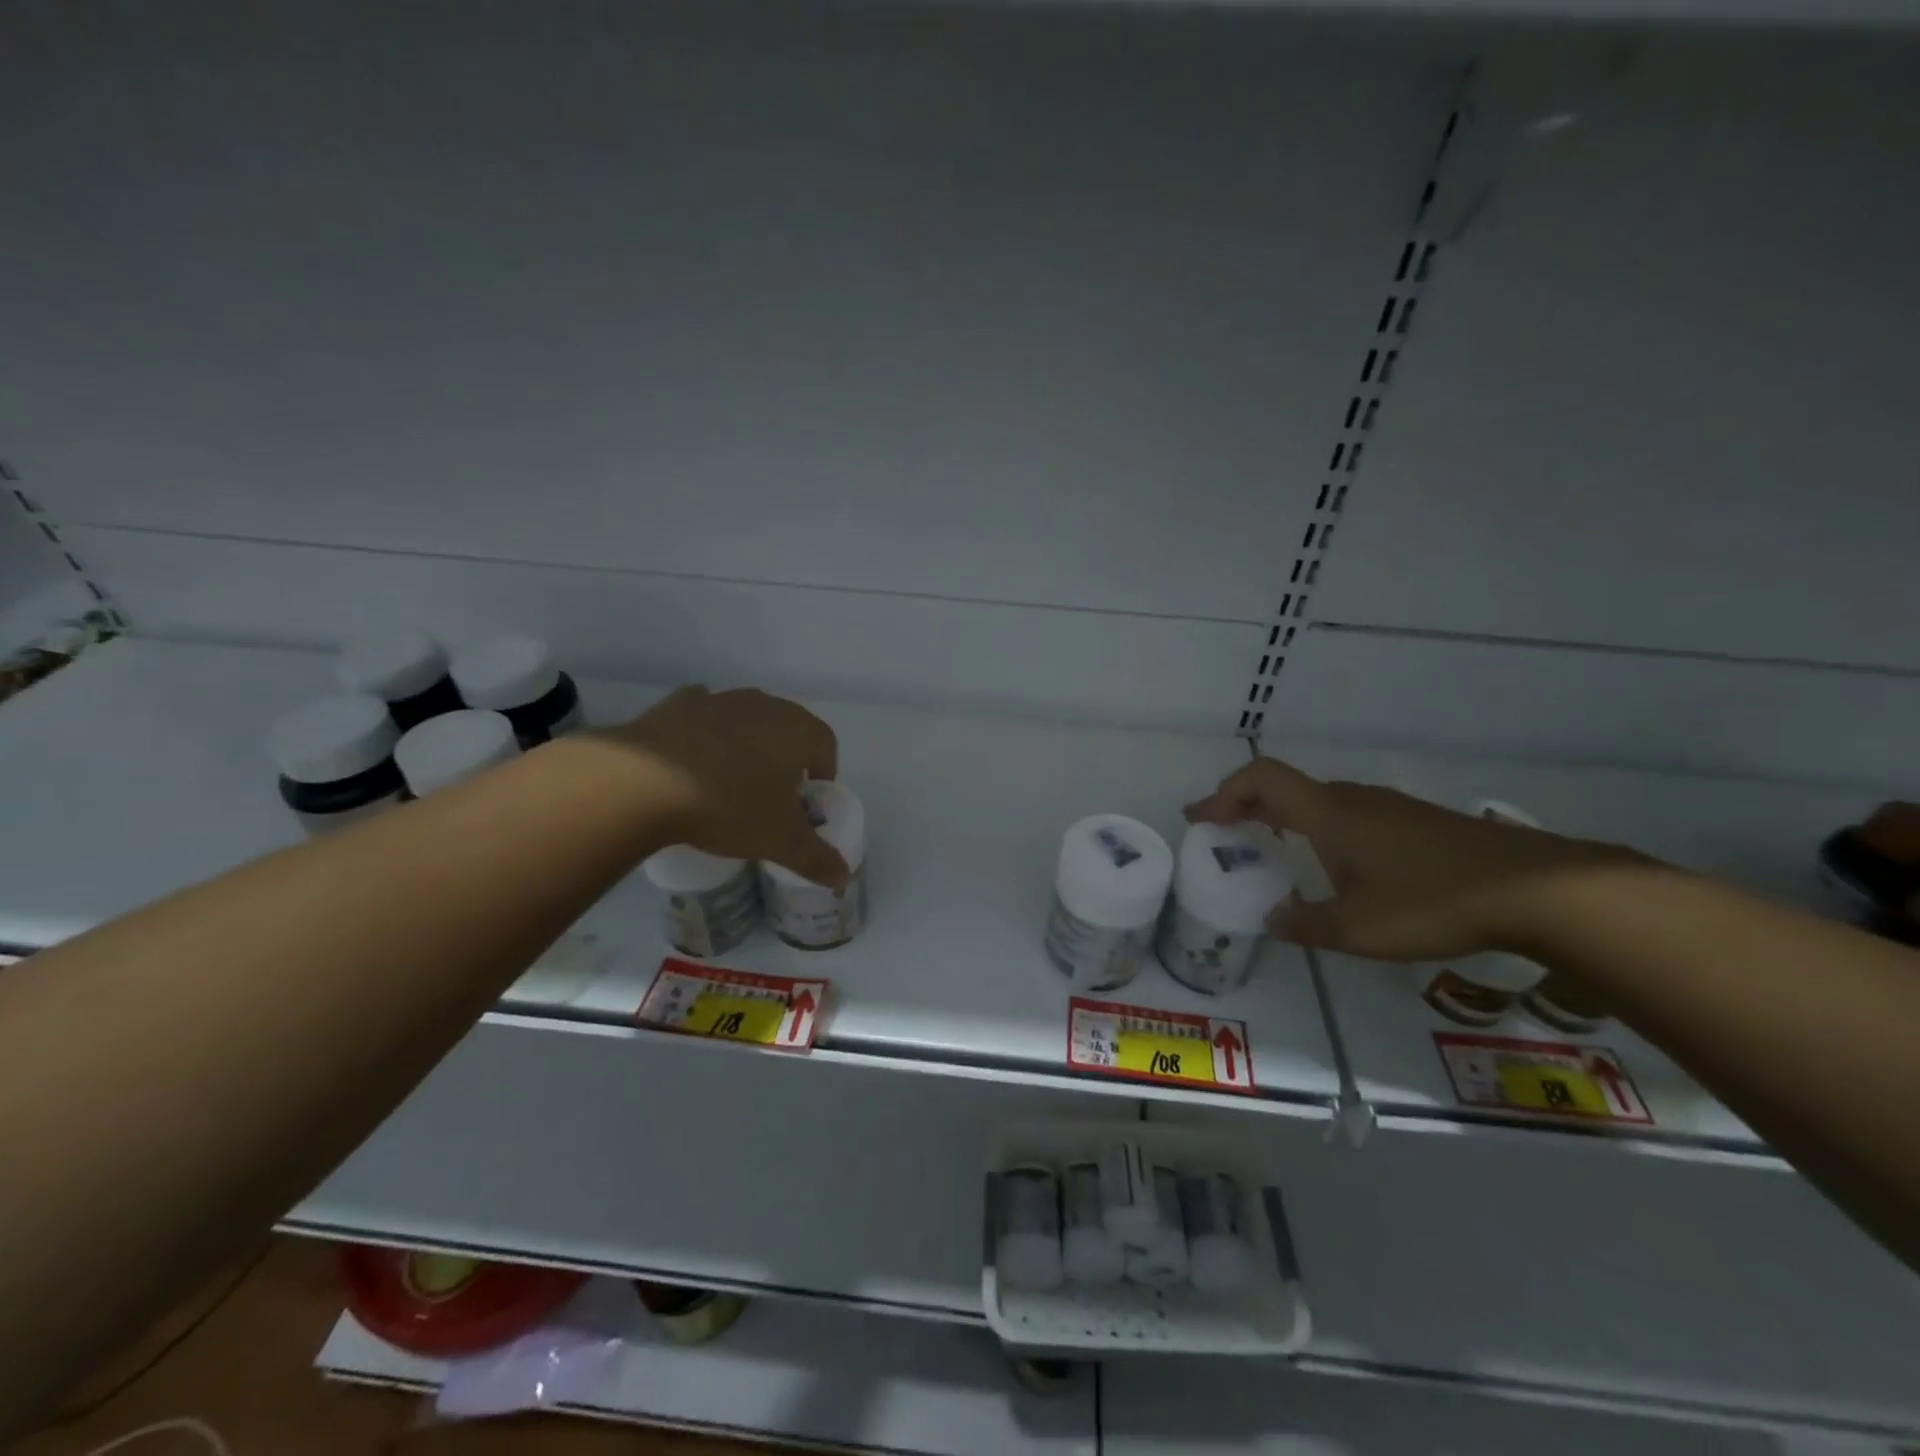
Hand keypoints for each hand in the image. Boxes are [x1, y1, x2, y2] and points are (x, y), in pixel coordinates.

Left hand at [607, 686, 848, 887]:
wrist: (644, 781)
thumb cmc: (730, 806)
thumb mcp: (779, 841)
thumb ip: (816, 858)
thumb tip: (842, 877)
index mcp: (798, 730)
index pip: (826, 744)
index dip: (823, 771)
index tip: (807, 799)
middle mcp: (764, 705)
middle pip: (787, 728)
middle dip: (786, 757)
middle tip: (771, 794)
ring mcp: (719, 700)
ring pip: (745, 719)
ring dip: (745, 743)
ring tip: (728, 781)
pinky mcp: (677, 704)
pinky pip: (702, 716)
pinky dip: (704, 734)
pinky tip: (690, 761)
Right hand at [1185, 756, 1629, 961]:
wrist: (1536, 888)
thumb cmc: (1431, 901)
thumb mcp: (1356, 928)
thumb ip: (1304, 923)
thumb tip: (1272, 918)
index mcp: (1327, 814)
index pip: (1260, 779)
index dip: (1223, 793)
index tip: (1202, 820)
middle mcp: (1351, 800)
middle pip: (1284, 787)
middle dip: (1246, 805)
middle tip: (1224, 833)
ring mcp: (1387, 807)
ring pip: (1318, 800)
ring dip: (1283, 816)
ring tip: (1270, 847)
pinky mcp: (1415, 822)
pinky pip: (1347, 813)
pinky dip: (1317, 826)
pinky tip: (1334, 862)